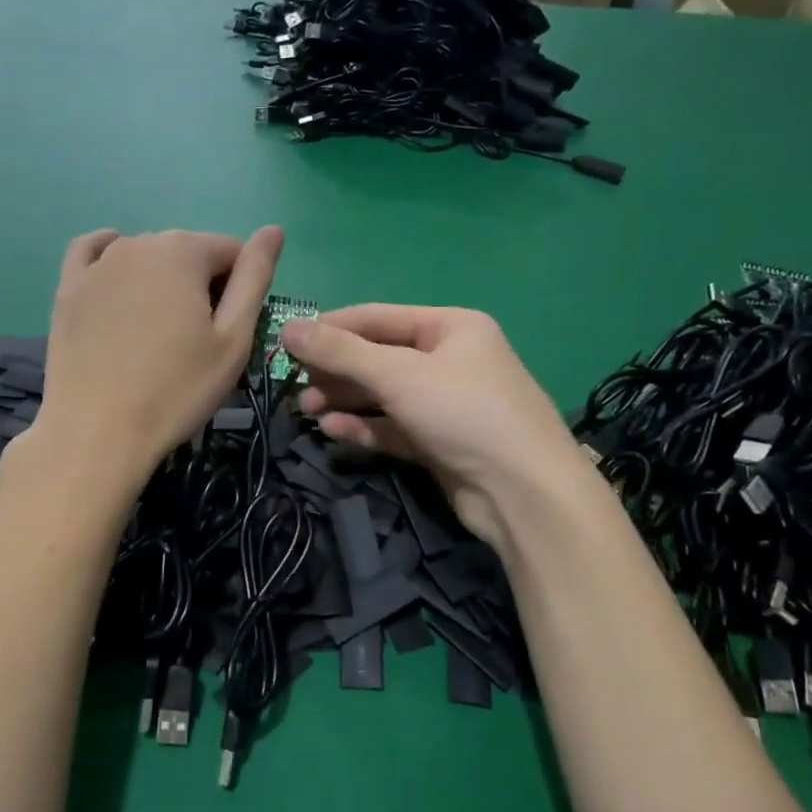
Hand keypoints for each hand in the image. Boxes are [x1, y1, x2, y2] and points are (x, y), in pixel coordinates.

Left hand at [33, 227, 282, 481]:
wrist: (97, 433)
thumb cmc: (177, 390)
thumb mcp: (233, 340)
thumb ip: (255, 278)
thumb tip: (274, 230)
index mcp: (184, 250)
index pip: (232, 252)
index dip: (241, 291)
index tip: (229, 333)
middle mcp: (138, 242)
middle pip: (188, 254)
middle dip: (200, 286)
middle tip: (194, 342)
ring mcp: (97, 264)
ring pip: (146, 258)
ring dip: (161, 283)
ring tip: (156, 335)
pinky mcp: (67, 288)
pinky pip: (92, 254)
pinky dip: (109, 260)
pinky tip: (116, 281)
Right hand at [281, 306, 580, 546]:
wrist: (523, 493)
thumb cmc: (464, 413)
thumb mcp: (399, 374)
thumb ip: (341, 352)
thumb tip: (288, 328)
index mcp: (450, 327)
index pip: (377, 318)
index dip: (331, 328)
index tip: (288, 341)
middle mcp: (449, 360)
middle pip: (378, 357)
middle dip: (336, 370)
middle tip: (294, 385)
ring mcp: (444, 404)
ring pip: (383, 395)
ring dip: (344, 400)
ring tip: (305, 410)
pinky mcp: (438, 442)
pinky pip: (392, 427)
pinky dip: (364, 427)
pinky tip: (332, 430)